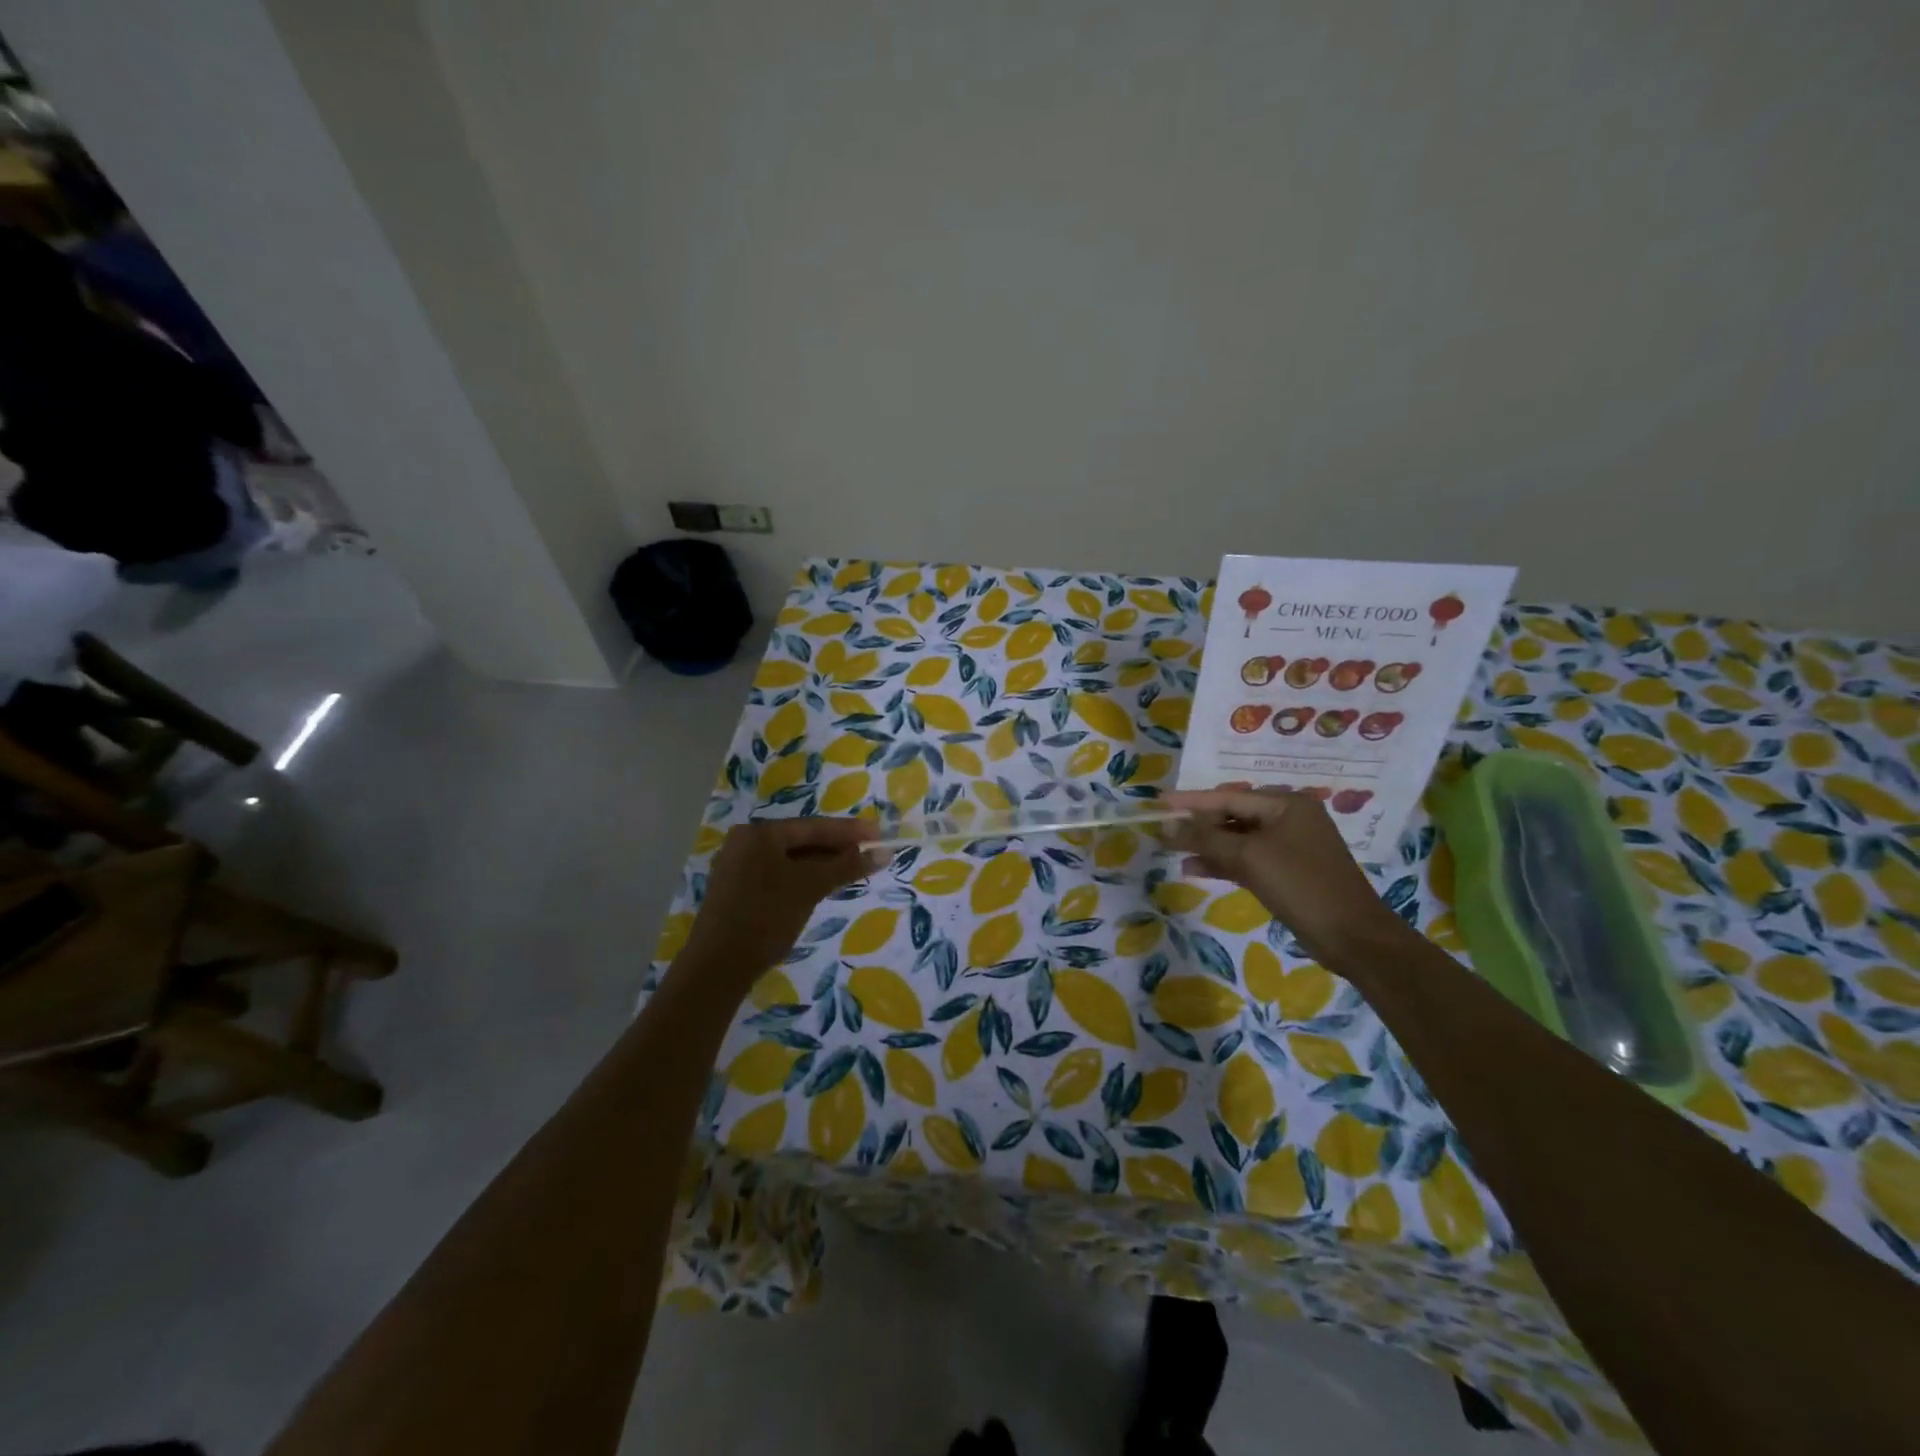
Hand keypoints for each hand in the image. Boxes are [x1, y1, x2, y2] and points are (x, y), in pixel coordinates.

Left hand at [678, 817, 878, 991]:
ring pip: (790, 859)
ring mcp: (738, 867)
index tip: (879, 834)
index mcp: (759, 833)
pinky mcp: (738, 890)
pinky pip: (779, 874)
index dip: (849, 831)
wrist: (718, 967)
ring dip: (822, 864)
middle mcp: (745, 843)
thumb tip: (884, 851)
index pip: (813, 826)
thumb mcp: (810, 887)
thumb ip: (847, 866)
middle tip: (871, 853)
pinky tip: (824, 885)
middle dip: (837, 848)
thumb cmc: (766, 917)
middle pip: (801, 840)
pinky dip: (803, 878)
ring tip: (854, 869)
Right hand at [1166, 788, 1406, 962]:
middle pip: (1233, 816)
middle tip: (1164, 831)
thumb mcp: (1249, 857)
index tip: (1160, 803)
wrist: (1352, 937)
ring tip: (1174, 852)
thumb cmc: (1301, 885)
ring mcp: (1290, 847)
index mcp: (1287, 804)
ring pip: (1238, 840)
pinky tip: (1195, 869)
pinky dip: (1223, 863)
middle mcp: (1290, 819)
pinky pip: (1248, 860)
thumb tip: (1168, 827)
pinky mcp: (1288, 873)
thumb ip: (1206, 838)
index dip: (1191, 801)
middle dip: (1199, 825)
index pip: (1229, 796)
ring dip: (1207, 847)